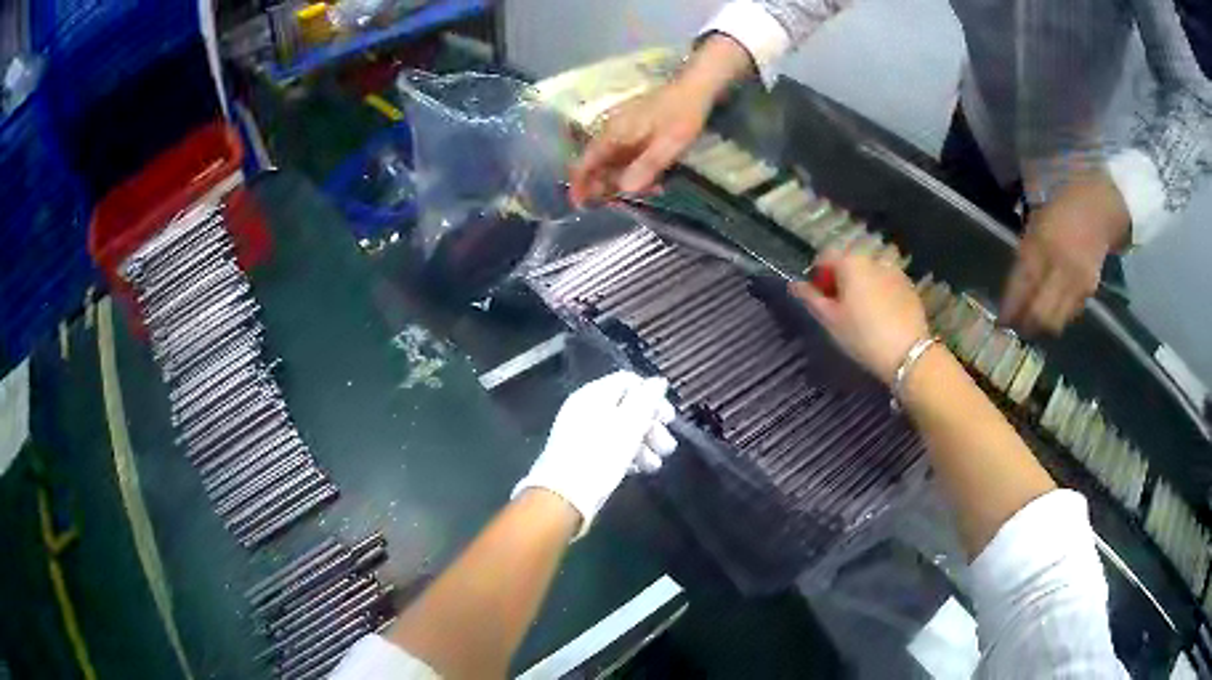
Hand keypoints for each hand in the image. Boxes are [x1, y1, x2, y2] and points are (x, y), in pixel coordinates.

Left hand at [513, 372, 676, 536]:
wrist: (564, 496)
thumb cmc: (600, 456)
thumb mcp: (629, 425)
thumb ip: (646, 400)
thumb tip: (657, 382)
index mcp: (594, 394)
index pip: (629, 381)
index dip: (653, 397)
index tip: (669, 419)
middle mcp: (586, 408)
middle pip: (627, 407)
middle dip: (651, 426)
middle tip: (667, 447)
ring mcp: (582, 432)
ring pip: (620, 430)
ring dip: (643, 444)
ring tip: (655, 465)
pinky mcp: (582, 455)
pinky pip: (610, 447)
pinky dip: (627, 455)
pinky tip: (639, 470)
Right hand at [567, 81, 713, 206]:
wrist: (696, 86)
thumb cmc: (683, 114)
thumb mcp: (669, 143)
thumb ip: (646, 166)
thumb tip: (624, 189)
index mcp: (614, 133)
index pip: (585, 162)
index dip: (580, 184)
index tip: (580, 205)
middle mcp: (612, 131)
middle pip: (597, 165)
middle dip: (605, 186)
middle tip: (625, 202)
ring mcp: (623, 130)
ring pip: (612, 161)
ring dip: (623, 179)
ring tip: (650, 190)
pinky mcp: (636, 129)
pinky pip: (626, 154)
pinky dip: (634, 169)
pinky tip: (655, 177)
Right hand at [790, 252, 930, 384]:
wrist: (908, 353)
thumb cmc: (863, 335)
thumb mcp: (831, 320)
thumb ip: (811, 298)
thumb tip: (794, 285)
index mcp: (851, 262)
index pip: (825, 256)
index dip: (818, 274)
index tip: (818, 297)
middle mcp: (873, 259)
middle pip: (850, 263)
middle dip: (841, 280)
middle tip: (839, 308)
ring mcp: (894, 271)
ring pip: (869, 273)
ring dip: (862, 286)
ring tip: (862, 313)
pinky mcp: (909, 286)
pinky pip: (887, 283)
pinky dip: (880, 293)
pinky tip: (881, 316)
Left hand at [1000, 174, 1129, 333]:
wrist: (1094, 211)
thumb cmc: (1058, 216)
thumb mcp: (1034, 228)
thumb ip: (1024, 260)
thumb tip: (1011, 297)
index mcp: (1039, 245)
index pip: (1021, 287)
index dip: (1010, 309)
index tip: (1001, 322)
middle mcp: (1059, 266)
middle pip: (1039, 313)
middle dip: (1025, 325)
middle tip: (1015, 329)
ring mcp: (1076, 281)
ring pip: (1055, 321)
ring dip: (1041, 327)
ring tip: (1031, 326)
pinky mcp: (1089, 290)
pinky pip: (1069, 314)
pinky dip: (1058, 318)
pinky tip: (1050, 313)